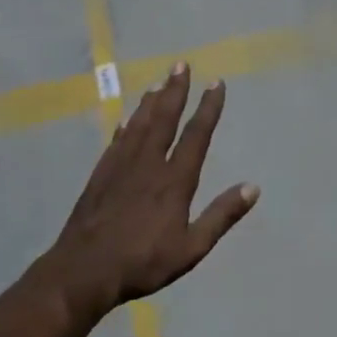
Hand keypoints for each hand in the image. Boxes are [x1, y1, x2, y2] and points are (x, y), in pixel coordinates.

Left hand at [43, 64, 258, 319]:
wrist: (83, 272)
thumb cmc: (143, 262)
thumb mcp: (192, 247)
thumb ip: (221, 215)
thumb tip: (253, 188)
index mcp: (174, 181)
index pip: (196, 136)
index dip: (208, 108)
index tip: (216, 83)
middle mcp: (148, 165)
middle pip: (164, 120)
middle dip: (175, 91)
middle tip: (181, 64)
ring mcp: (120, 168)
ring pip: (138, 125)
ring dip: (151, 102)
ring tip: (159, 82)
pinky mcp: (99, 177)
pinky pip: (116, 142)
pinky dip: (124, 127)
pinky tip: (126, 120)